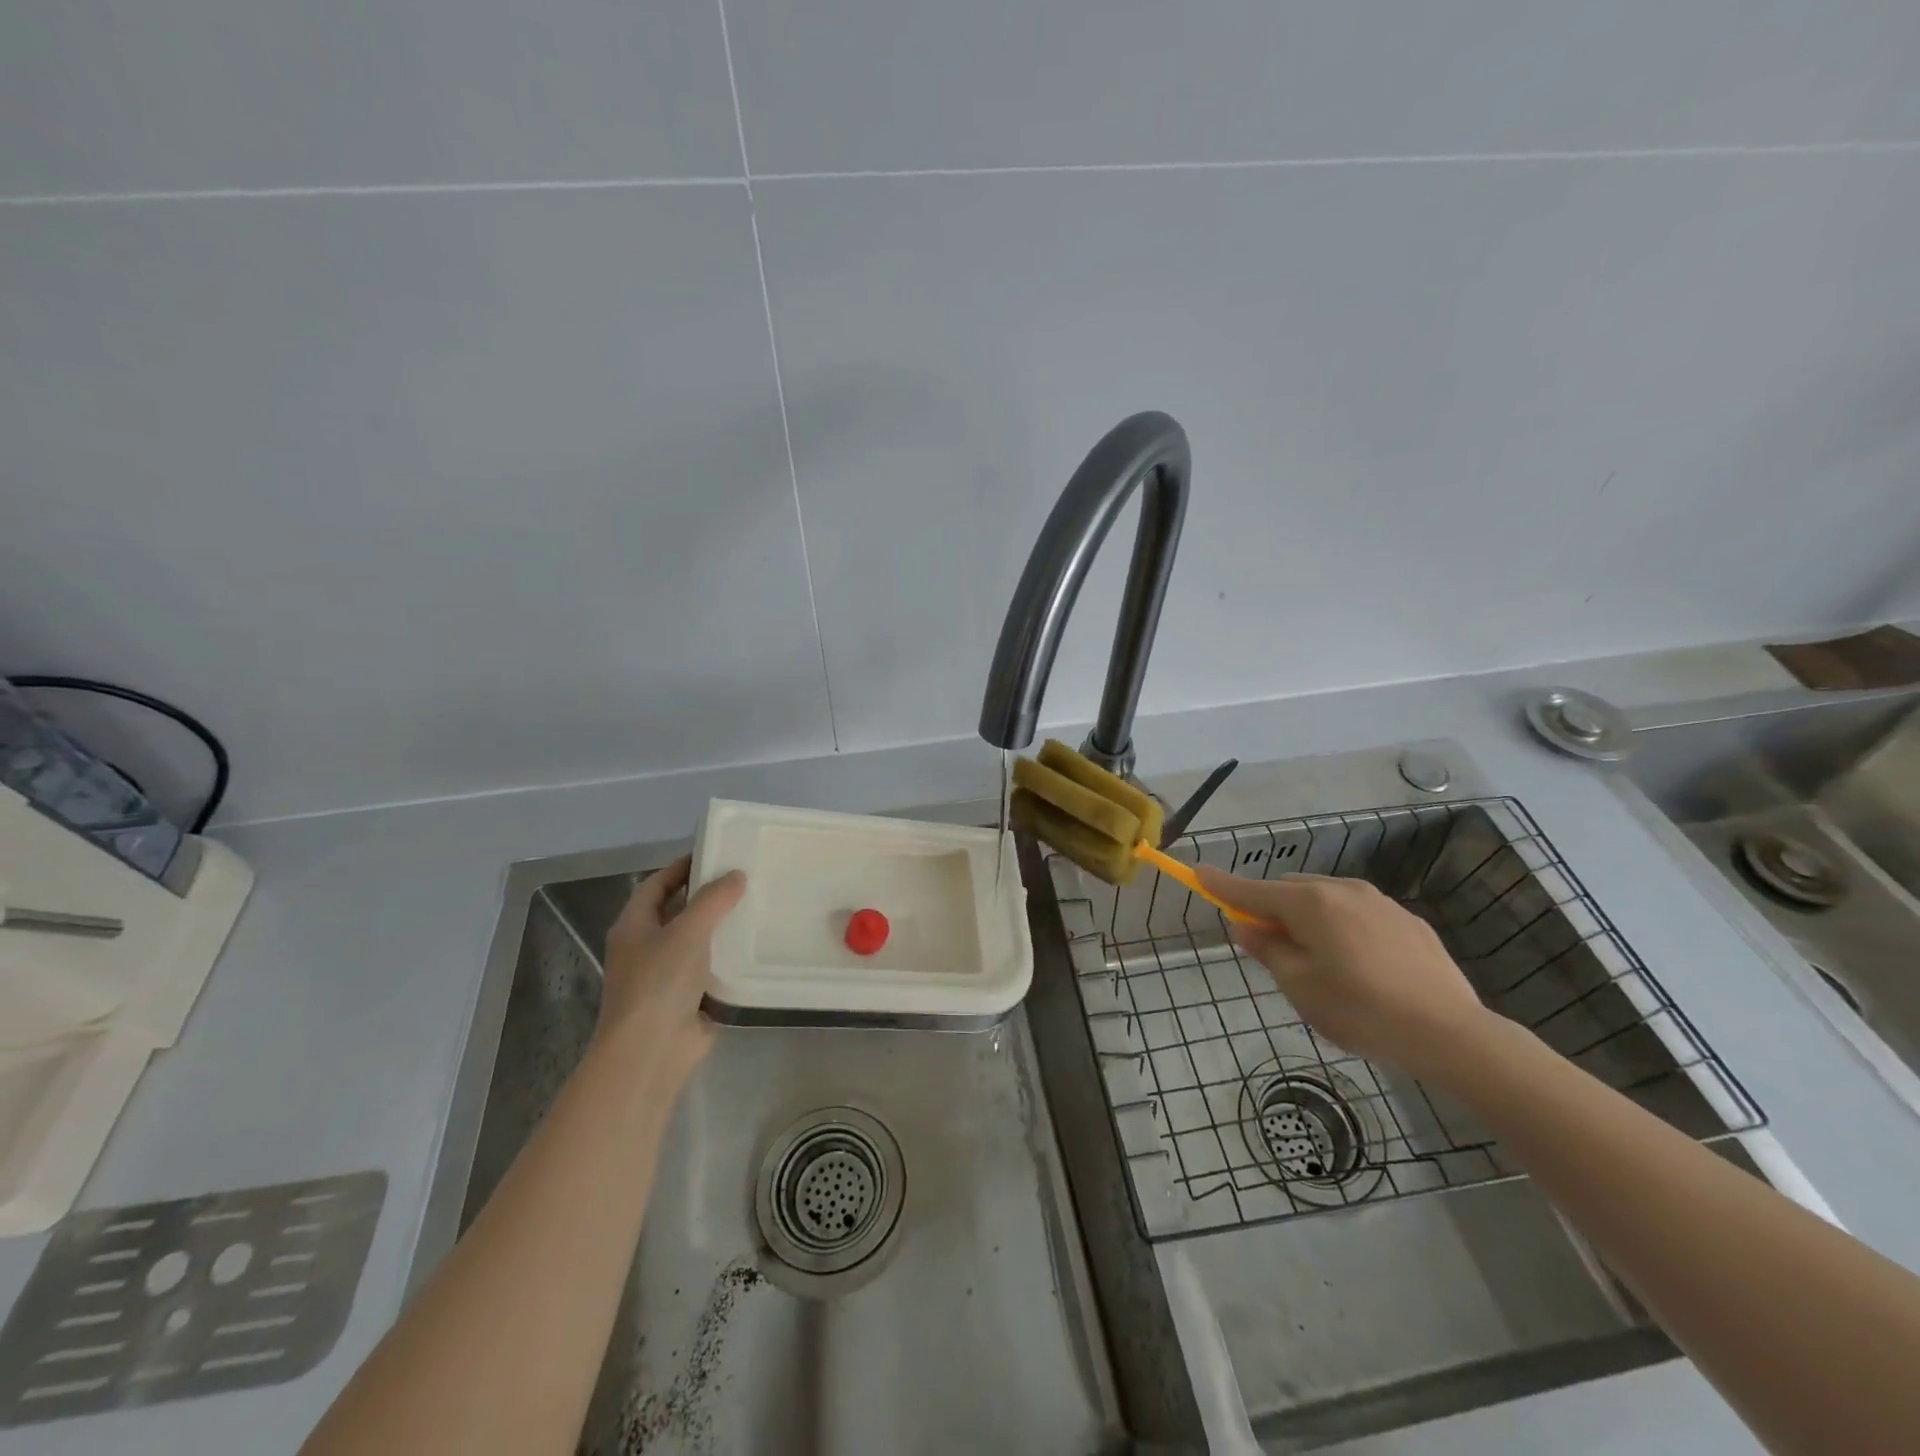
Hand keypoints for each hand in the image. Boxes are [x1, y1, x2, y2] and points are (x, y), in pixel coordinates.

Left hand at [594, 856, 745, 1092]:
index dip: (682, 867)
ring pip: (699, 941)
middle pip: (679, 911)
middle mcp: (648, 947)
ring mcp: (668, 975)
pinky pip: (713, 969)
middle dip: (708, 895)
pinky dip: (732, 958)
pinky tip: (759, 945)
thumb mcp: (687, 931)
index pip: (657, 885)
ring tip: (760, 905)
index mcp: (634, 926)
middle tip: (747, 877)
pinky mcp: (690, 998)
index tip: (716, 852)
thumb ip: (713, 900)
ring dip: (724, 927)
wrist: (651, 1053)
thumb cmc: (659, 983)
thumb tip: (736, 875)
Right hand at [1195, 868, 1488, 1077]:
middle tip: (1273, 951)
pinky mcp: (1408, 921)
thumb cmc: (1361, 1010)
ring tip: (1323, 966)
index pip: (1251, 890)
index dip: (1221, 884)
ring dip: (1310, 921)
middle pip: (1289, 892)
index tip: (1196, 872)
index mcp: (1309, 903)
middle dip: (1273, 912)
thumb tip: (1247, 928)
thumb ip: (1268, 951)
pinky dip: (1344, 929)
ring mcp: (1379, 902)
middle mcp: (1342, 890)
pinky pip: (1359, 915)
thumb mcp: (1300, 987)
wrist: (1452, 1033)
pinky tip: (1362, 969)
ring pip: (1326, 901)